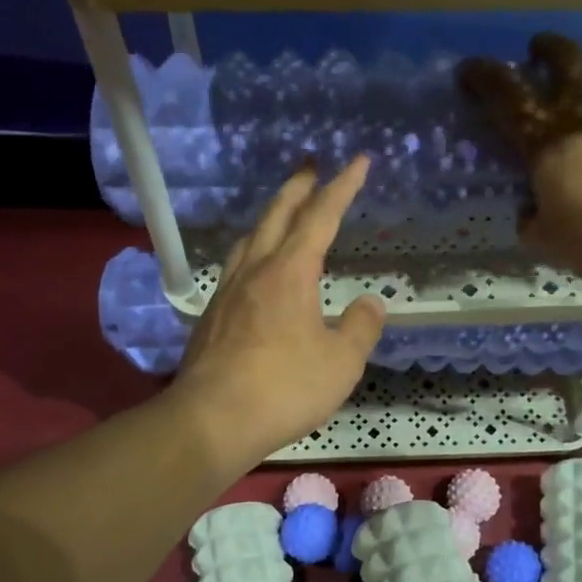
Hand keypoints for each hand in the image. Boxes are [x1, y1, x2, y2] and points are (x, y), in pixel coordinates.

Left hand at [172, 156, 385, 466]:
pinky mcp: (211, 318)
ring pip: (249, 240)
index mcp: (290, 272)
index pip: (321, 216)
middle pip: (277, 215)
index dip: (342, 186)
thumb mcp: (341, 363)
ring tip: (282, 215)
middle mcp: (255, 271)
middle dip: (298, 187)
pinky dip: (253, 253)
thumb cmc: (284, 388)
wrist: (212, 420)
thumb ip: (361, 328)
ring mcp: (227, 294)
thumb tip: (370, 303)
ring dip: (270, 218)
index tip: (358, 161)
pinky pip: (236, 269)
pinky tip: (255, 272)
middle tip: (311, 165)